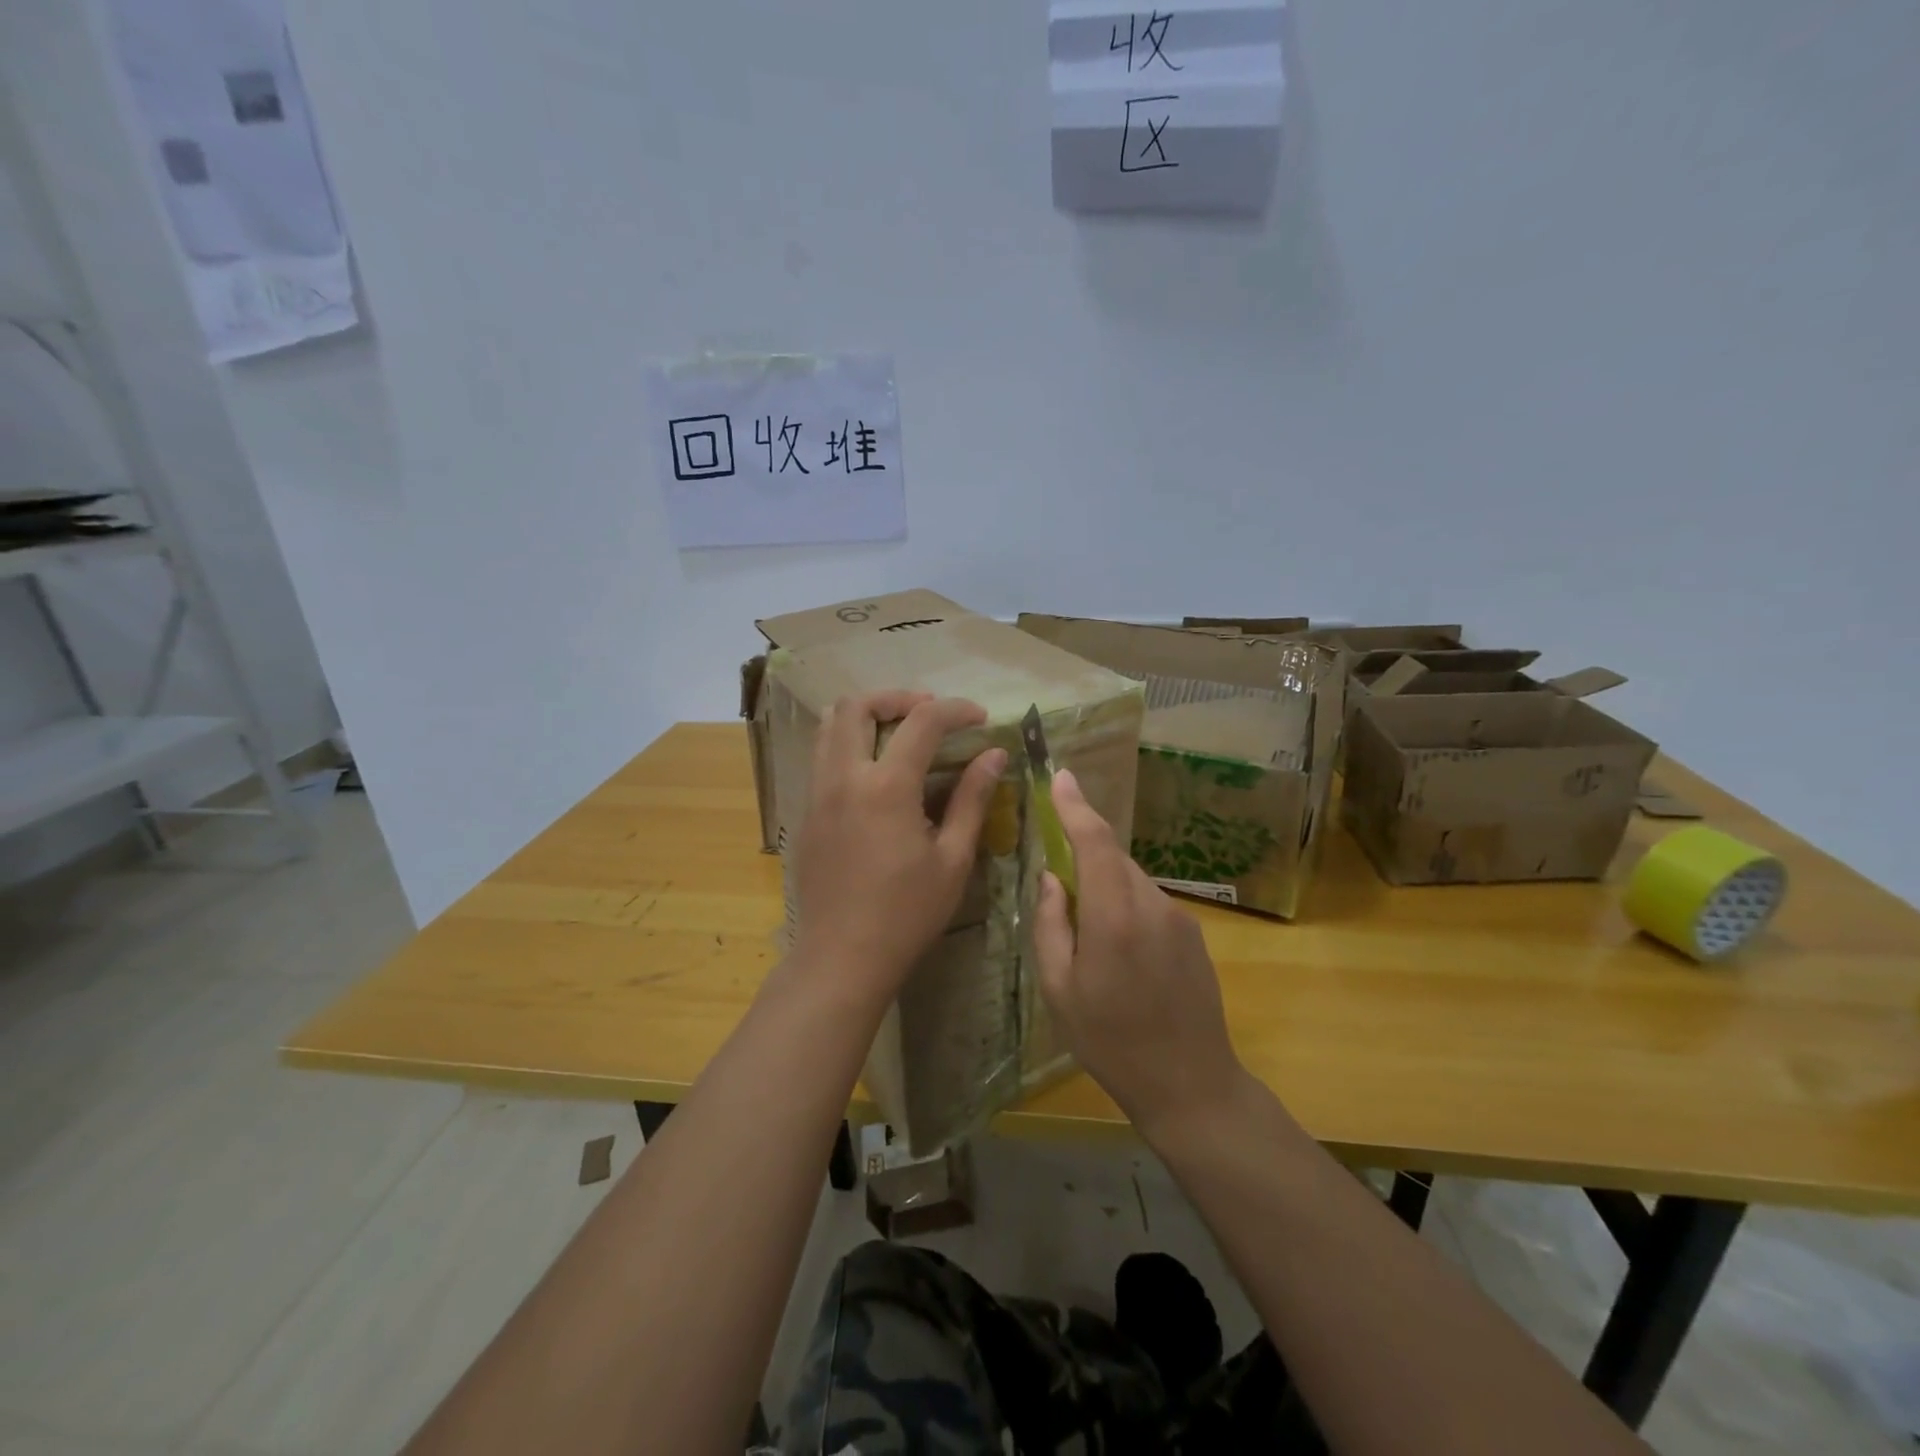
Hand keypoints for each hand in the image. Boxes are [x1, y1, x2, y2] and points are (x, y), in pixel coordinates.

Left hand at [791, 692, 1005, 1005]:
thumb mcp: (952, 859)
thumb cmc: (906, 914)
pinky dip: (849, 743)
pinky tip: (877, 772)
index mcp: (886, 787)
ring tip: (900, 734)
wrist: (841, 958)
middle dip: (897, 698)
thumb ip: (972, 799)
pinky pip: (822, 755)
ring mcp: (817, 793)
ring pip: (829, 726)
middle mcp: (844, 777)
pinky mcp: (807, 812)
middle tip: (930, 714)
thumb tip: (994, 755)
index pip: (922, 721)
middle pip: (856, 705)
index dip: (956, 709)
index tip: (980, 718)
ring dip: (866, 716)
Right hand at [1033, 768, 1247, 1140]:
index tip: (1061, 776)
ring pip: (1131, 880)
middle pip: (1113, 858)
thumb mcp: (1058, 989)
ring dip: (1106, 888)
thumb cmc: (1110, 1041)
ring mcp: (1179, 917)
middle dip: (1085, 856)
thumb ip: (1050, 923)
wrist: (1190, 1083)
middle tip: (1060, 889)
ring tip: (1092, 941)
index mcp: (1113, 916)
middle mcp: (1151, 904)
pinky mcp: (1194, 933)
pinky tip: (1122, 955)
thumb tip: (1051, 877)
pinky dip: (1127, 907)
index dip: (1076, 806)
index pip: (1095, 842)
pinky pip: (1150, 902)